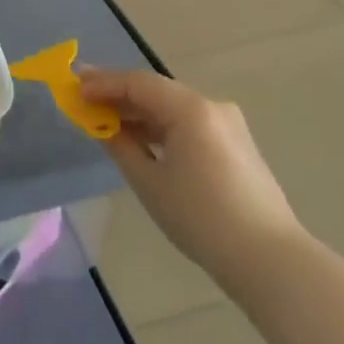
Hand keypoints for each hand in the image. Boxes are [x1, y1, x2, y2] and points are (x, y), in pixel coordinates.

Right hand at [79, 67, 304, 303]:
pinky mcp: (235, 144)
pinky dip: (161, 126)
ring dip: (139, 112)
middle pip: (155, 91)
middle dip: (118, 94)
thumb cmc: (201, 219)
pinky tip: (141, 139)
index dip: (102, 83)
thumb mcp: (149, 182)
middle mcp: (211, 106)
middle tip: (84, 98)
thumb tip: (100, 123)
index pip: (137, 83)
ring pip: (172, 107)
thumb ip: (120, 144)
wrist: (269, 260)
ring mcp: (227, 124)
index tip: (73, 87)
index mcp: (191, 108)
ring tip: (106, 120)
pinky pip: (189, 123)